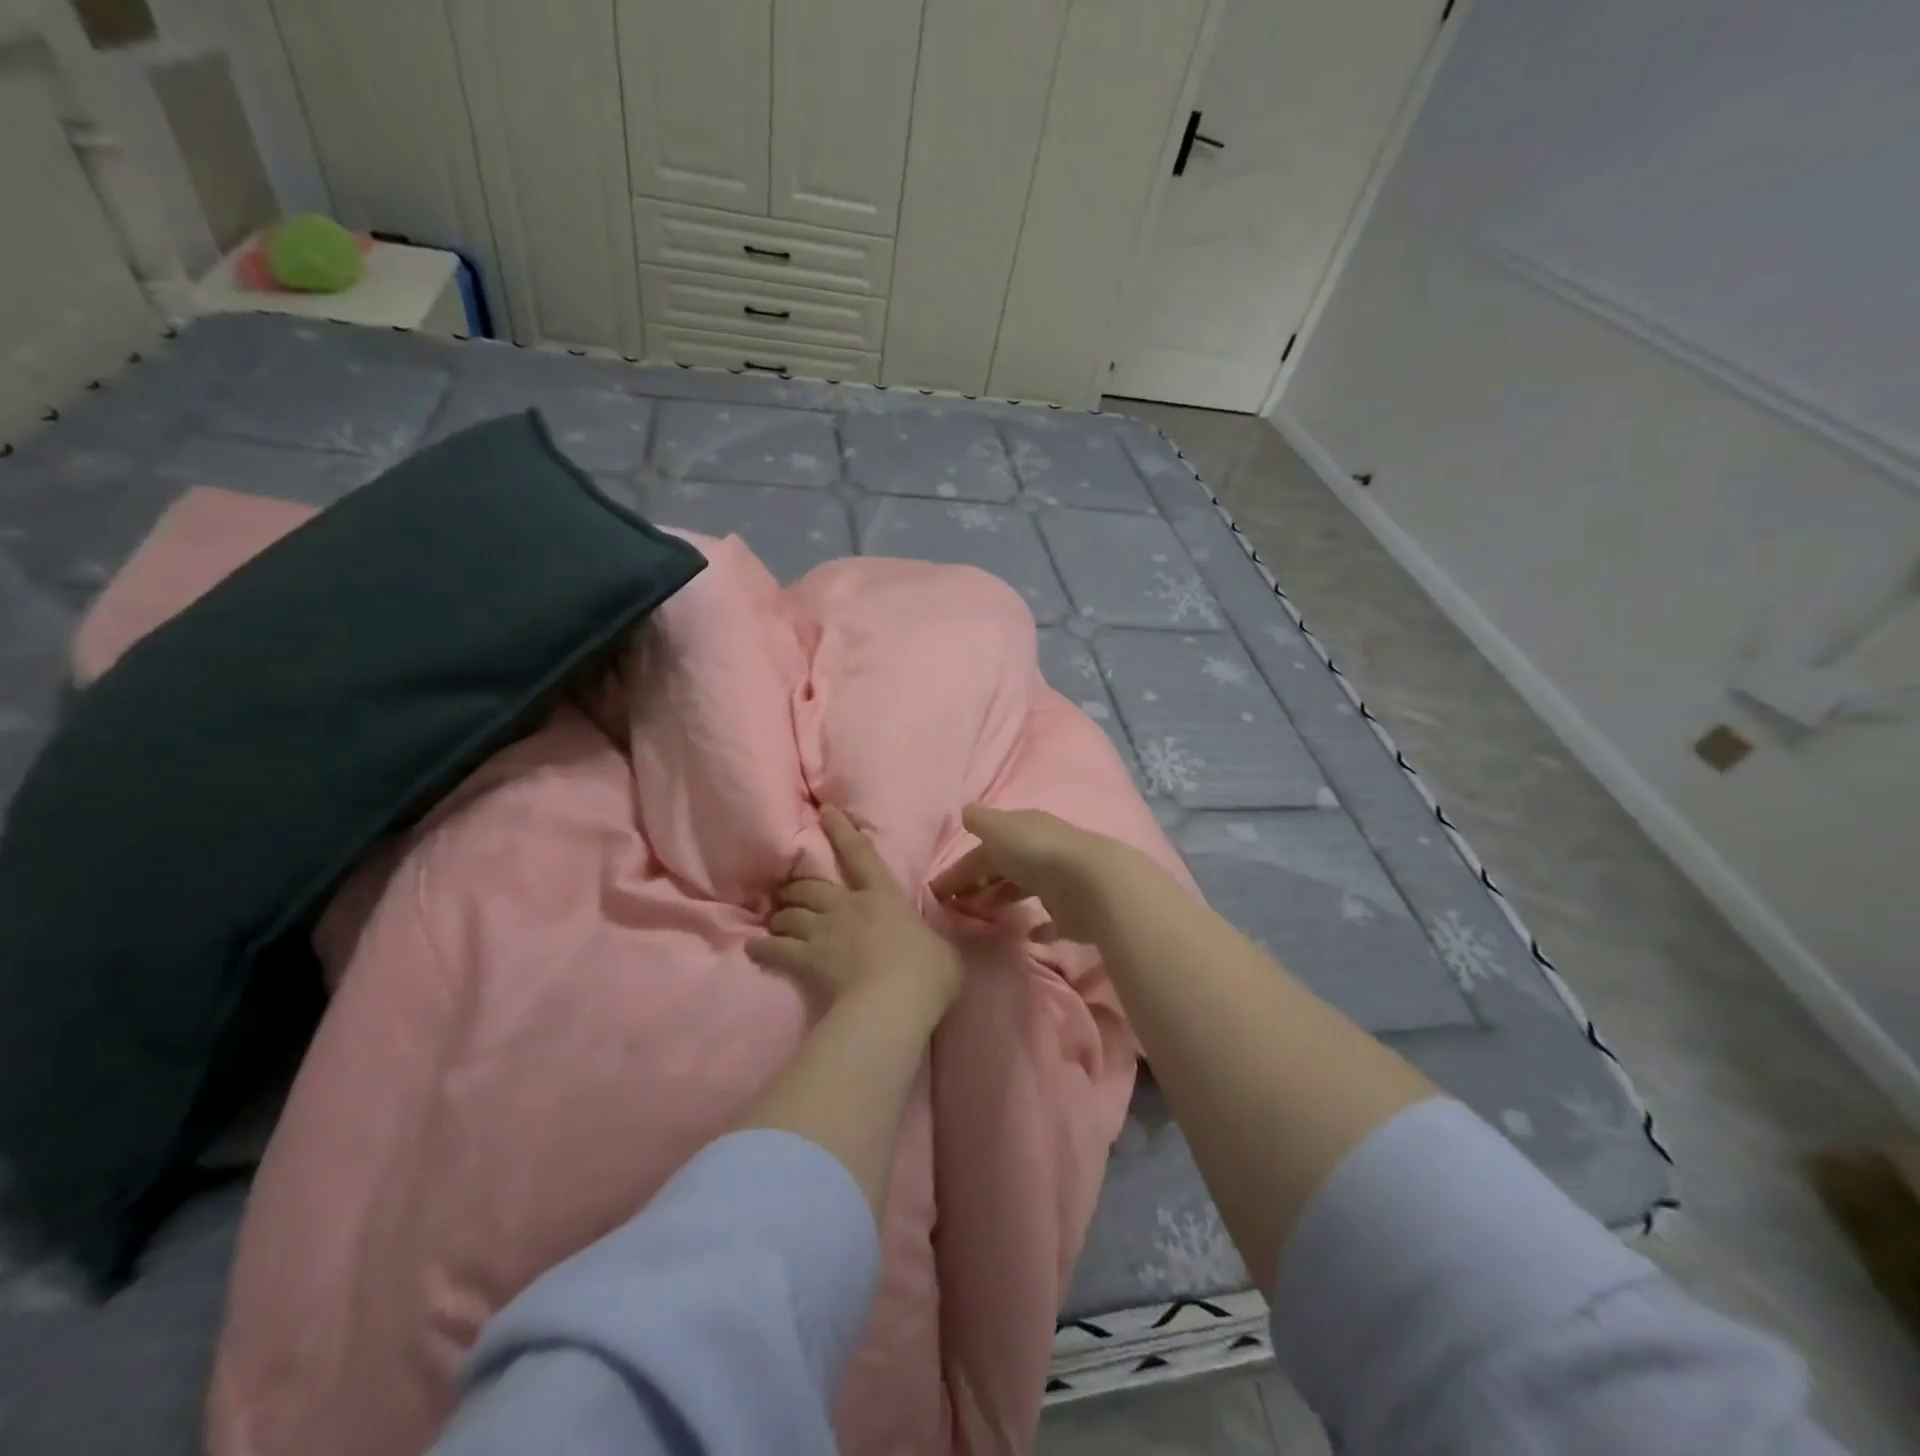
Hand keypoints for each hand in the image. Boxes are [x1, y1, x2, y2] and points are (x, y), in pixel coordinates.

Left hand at [749, 806, 963, 1013]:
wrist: (894, 1000)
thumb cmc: (927, 970)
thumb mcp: (942, 947)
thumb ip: (932, 939)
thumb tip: (934, 942)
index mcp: (883, 896)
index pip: (861, 855)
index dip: (842, 832)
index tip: (825, 812)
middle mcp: (848, 906)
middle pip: (812, 886)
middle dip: (798, 886)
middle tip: (789, 889)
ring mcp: (824, 932)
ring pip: (791, 913)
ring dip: (782, 914)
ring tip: (775, 919)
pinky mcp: (807, 960)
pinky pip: (776, 949)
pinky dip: (763, 947)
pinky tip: (753, 948)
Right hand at [930, 805, 1147, 943]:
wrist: (1092, 883)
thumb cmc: (1037, 852)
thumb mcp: (999, 829)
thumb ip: (981, 821)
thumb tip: (965, 812)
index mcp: (1023, 830)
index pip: (984, 848)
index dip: (960, 868)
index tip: (937, 892)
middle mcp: (1041, 852)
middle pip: (1004, 868)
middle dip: (980, 884)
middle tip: (956, 908)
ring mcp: (1059, 882)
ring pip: (1024, 890)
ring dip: (1003, 901)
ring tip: (981, 920)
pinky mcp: (1073, 913)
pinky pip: (1051, 921)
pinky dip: (1038, 927)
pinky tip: (1025, 935)